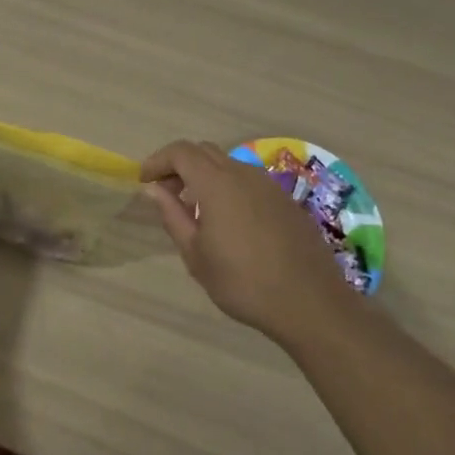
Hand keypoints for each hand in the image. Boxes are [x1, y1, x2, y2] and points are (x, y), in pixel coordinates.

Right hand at [141, 140, 354, 341]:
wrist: (310, 303)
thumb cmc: (243, 282)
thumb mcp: (196, 255)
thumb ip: (173, 216)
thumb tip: (154, 190)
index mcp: (217, 183)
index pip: (181, 152)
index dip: (158, 161)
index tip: (144, 181)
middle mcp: (243, 174)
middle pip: (204, 151)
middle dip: (179, 165)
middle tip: (166, 193)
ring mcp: (269, 185)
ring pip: (228, 164)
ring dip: (205, 176)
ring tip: (195, 209)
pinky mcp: (286, 200)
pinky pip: (249, 181)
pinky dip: (229, 187)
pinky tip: (228, 220)